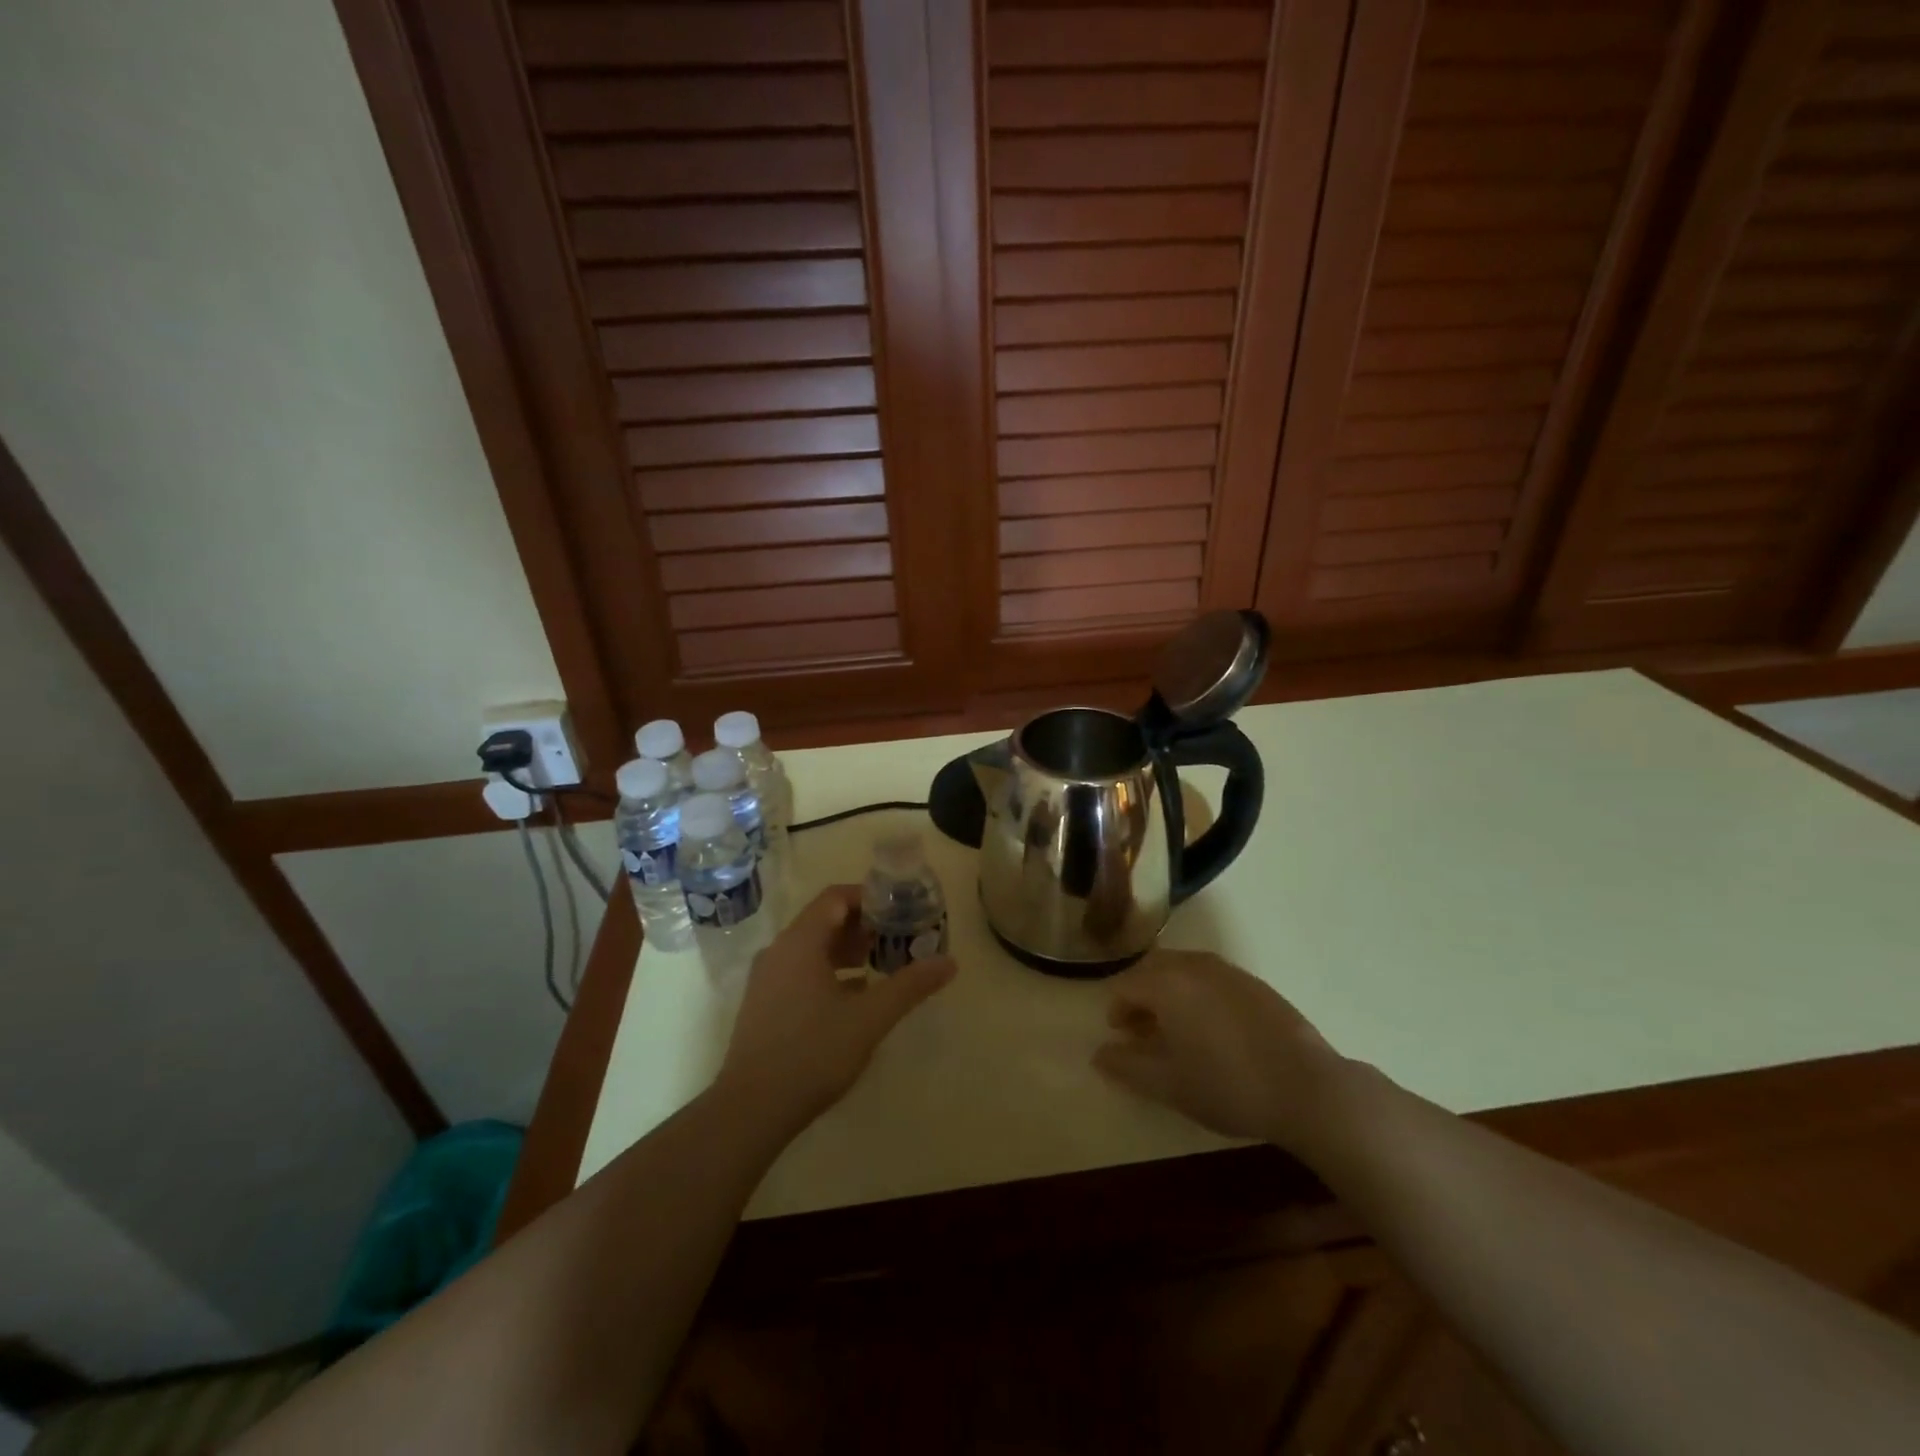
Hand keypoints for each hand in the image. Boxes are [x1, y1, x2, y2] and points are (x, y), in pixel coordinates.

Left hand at [718, 885, 956, 1127]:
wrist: (750, 1109)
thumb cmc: (813, 1053)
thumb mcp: (870, 1018)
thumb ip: (910, 985)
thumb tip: (950, 962)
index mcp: (800, 941)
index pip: (836, 897)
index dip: (869, 897)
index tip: (900, 909)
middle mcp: (779, 951)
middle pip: (824, 920)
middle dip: (862, 925)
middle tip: (897, 938)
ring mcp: (766, 979)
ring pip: (811, 948)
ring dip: (846, 950)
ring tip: (880, 965)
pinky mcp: (763, 1005)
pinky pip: (800, 971)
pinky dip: (829, 972)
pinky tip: (853, 997)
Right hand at [1093, 950, 1345, 1147]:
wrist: (1307, 1087)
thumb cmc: (1227, 1085)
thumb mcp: (1168, 1084)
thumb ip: (1126, 1066)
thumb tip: (1098, 1054)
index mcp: (1166, 983)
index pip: (1125, 985)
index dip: (1117, 1012)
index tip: (1121, 1039)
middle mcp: (1193, 965)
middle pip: (1152, 972)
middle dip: (1142, 999)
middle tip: (1144, 1035)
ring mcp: (1227, 970)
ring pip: (1182, 972)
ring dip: (1170, 995)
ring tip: (1177, 1034)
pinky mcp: (1254, 983)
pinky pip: (1211, 979)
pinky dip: (1198, 996)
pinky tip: (1213, 1031)